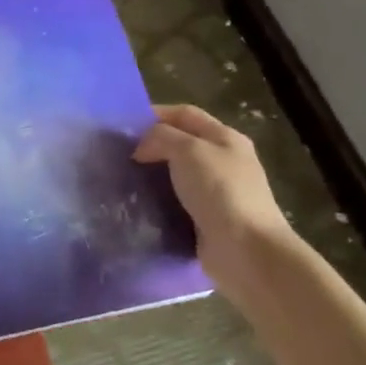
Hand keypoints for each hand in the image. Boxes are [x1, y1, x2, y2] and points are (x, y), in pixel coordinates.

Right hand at [133, 105, 294, 287]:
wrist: (246, 250)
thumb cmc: (220, 191)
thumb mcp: (188, 150)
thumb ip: (161, 137)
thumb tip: (142, 147)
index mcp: (225, 138)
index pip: (185, 114)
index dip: (155, 114)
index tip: (124, 127)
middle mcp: (223, 161)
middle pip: (180, 143)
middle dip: (150, 146)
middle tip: (119, 154)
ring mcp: (217, 192)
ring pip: (176, 174)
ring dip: (151, 175)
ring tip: (122, 179)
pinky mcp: (207, 219)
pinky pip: (176, 202)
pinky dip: (158, 201)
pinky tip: (138, 204)